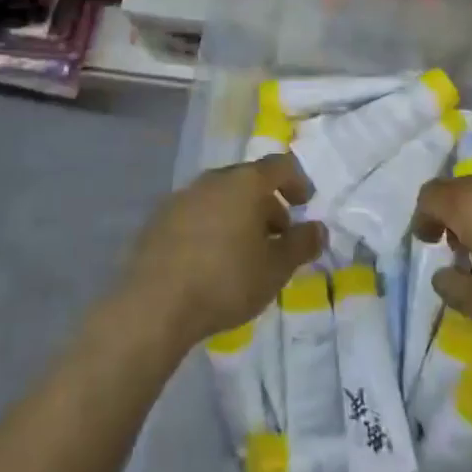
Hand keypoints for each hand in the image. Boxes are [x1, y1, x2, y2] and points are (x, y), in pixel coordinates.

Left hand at [123, 153, 323, 347]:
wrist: (153, 305)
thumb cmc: (225, 281)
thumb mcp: (276, 269)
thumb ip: (302, 245)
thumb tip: (318, 229)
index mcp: (244, 183)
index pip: (279, 166)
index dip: (297, 182)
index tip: (305, 205)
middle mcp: (212, 180)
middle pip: (248, 181)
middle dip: (267, 204)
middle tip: (277, 237)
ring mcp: (181, 198)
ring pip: (220, 198)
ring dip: (238, 217)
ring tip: (245, 253)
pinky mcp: (158, 220)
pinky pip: (196, 215)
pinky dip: (212, 227)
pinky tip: (211, 261)